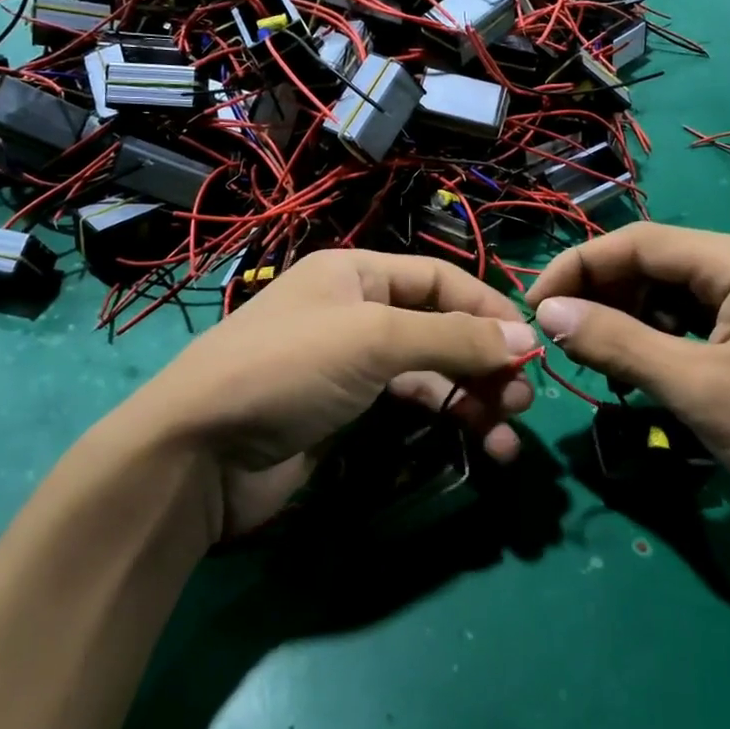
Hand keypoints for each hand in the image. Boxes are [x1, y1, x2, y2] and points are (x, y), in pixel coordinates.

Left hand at [116, 250, 535, 540]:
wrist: (199, 453)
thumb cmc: (288, 369)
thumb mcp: (373, 340)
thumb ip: (452, 338)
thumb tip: (524, 339)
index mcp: (356, 274)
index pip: (439, 279)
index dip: (487, 308)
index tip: (530, 345)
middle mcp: (357, 311)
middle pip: (439, 326)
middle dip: (484, 360)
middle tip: (521, 398)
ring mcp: (351, 364)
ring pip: (430, 371)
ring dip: (472, 397)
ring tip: (506, 433)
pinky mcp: (346, 412)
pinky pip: (410, 406)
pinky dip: (445, 420)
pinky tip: (477, 444)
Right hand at [526, 225, 729, 519]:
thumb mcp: (695, 389)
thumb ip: (617, 344)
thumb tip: (548, 313)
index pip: (636, 242)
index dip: (577, 269)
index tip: (534, 310)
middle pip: (654, 262)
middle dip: (602, 296)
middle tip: (564, 343)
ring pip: (673, 290)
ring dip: (629, 319)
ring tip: (601, 362)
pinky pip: (698, 316)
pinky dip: (662, 336)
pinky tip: (648, 369)